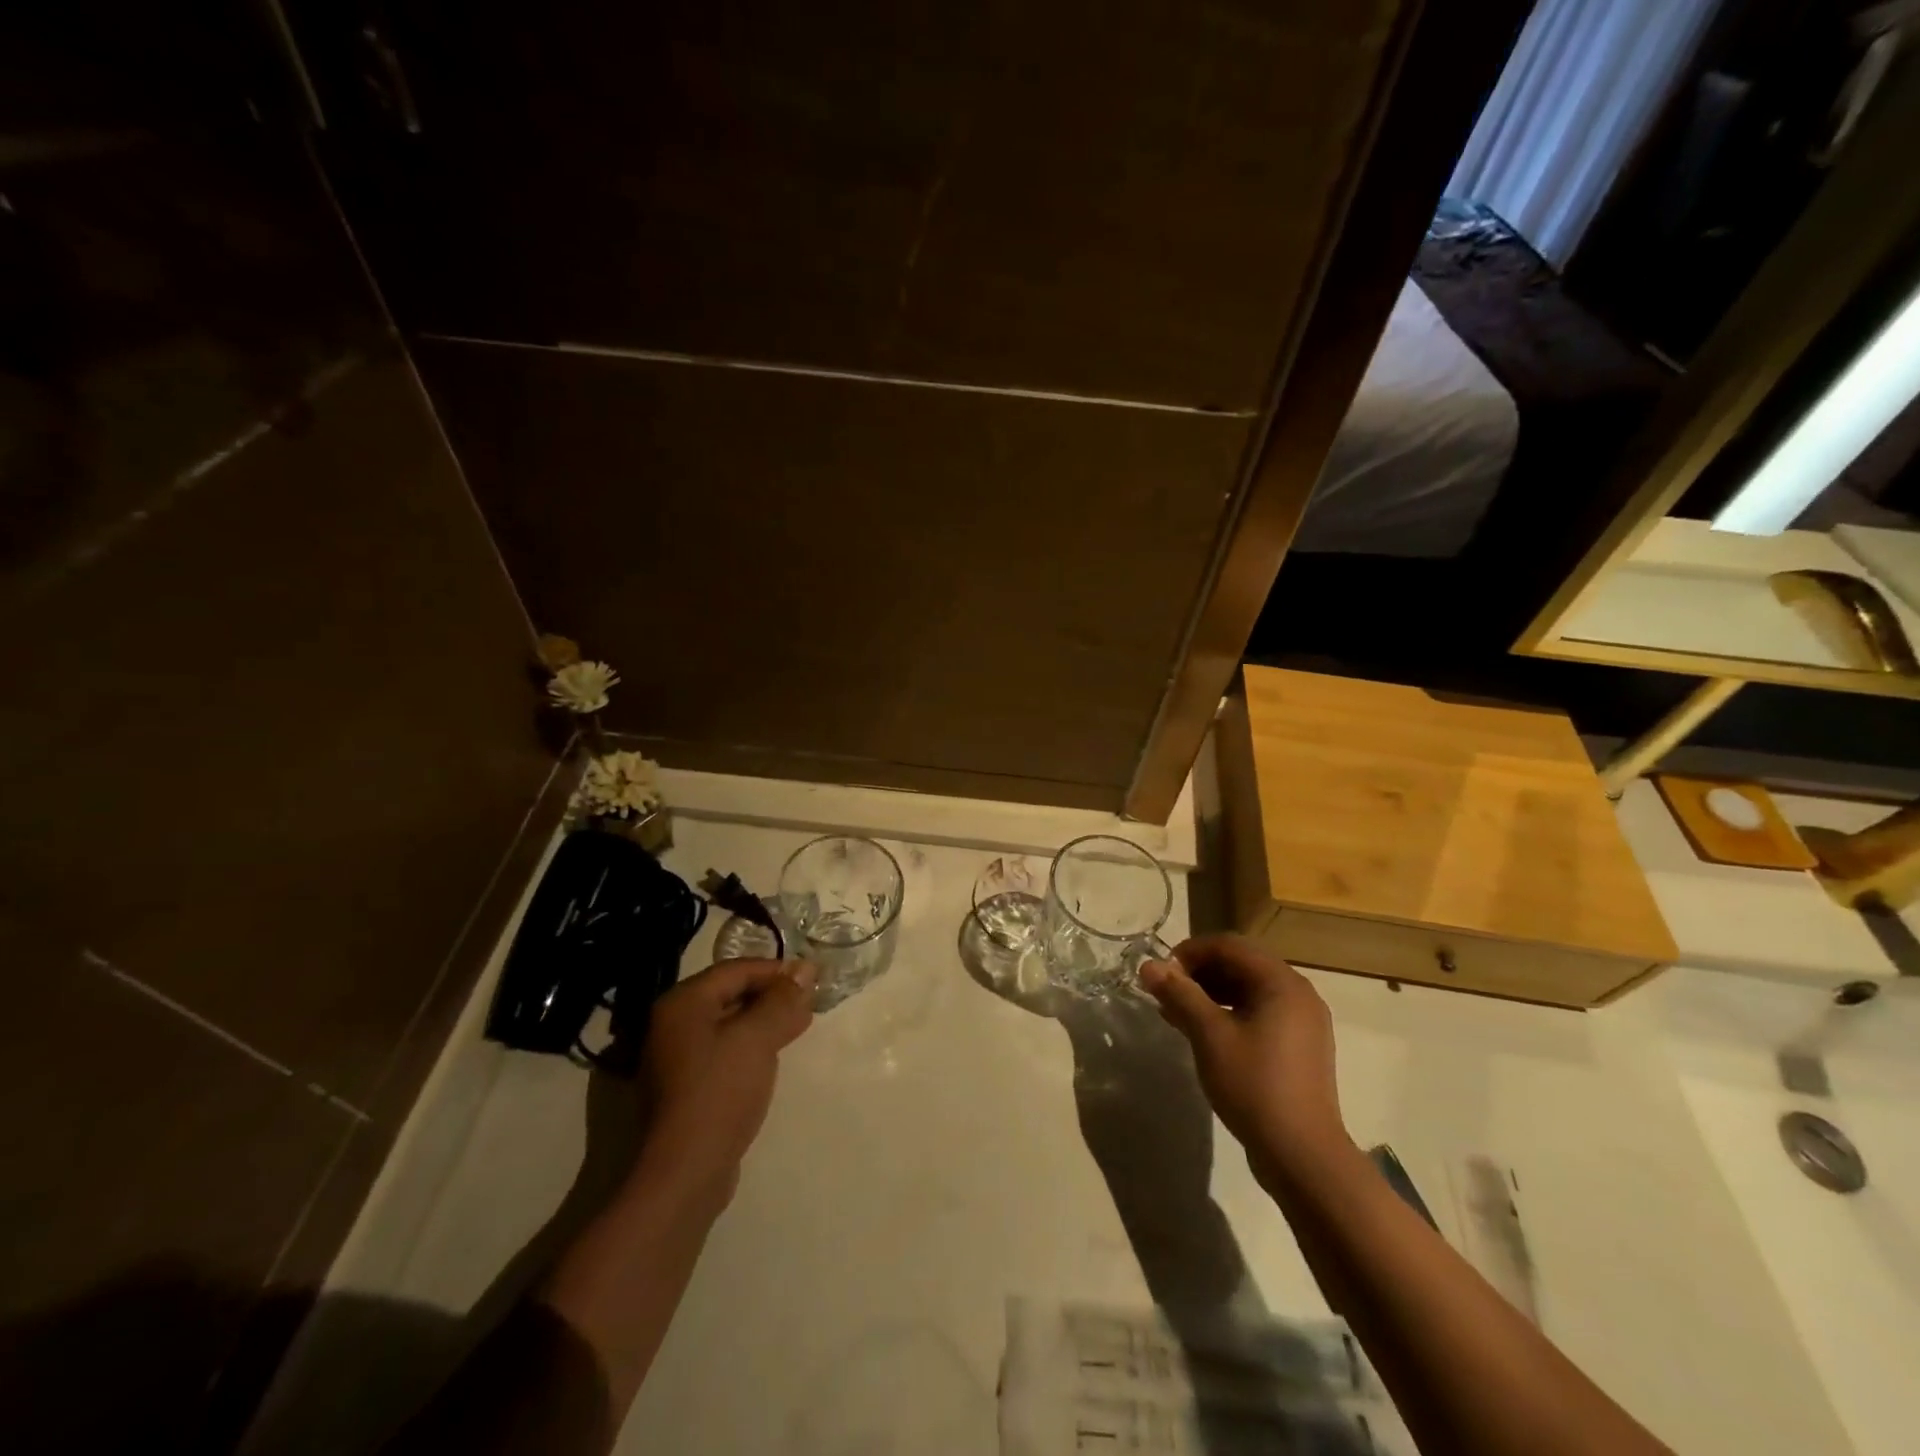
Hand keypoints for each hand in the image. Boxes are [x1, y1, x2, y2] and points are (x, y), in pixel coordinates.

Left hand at [634, 959, 816, 1207]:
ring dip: (765, 1020)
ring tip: (800, 1025)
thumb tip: (805, 968)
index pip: (736, 970)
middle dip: (772, 995)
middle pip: (731, 994)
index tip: (812, 978)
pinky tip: (775, 1055)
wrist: (685, 1171)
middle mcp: (673, 1024)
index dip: (776, 970)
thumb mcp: (758, 1038)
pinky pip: (724, 1050)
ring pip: (730, 1024)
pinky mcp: (687, 1087)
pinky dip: (751, 1045)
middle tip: (810, 1001)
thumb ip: (782, 1000)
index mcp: (683, 1003)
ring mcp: (676, 1058)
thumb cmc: (720, 1091)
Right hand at [1139, 935, 1349, 1178]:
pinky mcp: (1300, 1046)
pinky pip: (1259, 1012)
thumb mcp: (1209, 1036)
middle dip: (1199, 973)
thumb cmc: (1255, 1086)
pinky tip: (1203, 1033)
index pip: (1229, 945)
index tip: (1161, 974)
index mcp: (1282, 982)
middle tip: (1166, 993)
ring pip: (1249, 989)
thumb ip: (1180, 994)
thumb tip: (1148, 965)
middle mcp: (1298, 993)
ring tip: (1177, 1013)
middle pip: (1241, 964)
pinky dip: (1229, 1013)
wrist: (1303, 1156)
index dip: (1190, 952)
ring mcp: (1303, 1021)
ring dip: (1211, 993)